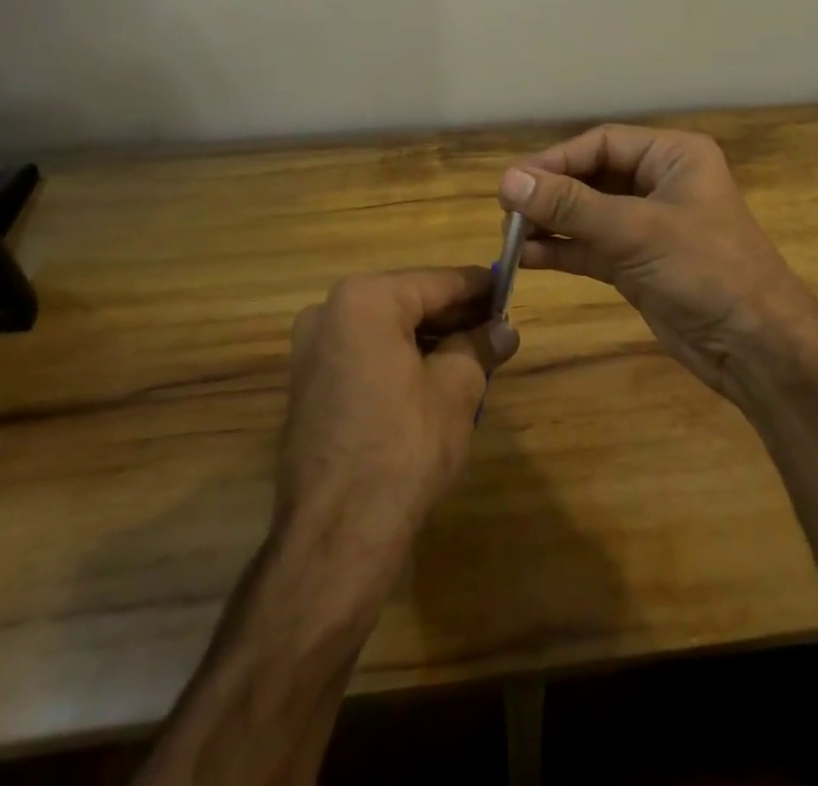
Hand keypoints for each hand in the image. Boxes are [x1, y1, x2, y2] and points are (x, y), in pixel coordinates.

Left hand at [278, 268, 518, 560]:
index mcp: (365, 300)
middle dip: (454, 315)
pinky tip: (434, 377)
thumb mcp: (456, 389)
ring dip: (429, 338)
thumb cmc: (403, 447)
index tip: (509, 290)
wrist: (337, 535)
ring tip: (473, 354)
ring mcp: (311, 349)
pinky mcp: (308, 384)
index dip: (479, 288)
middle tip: (496, 328)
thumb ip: (480, 347)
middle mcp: (329, 311)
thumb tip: (504, 329)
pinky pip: (364, 353)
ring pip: (386, 328)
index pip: (438, 282)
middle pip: (408, 301)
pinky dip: (399, 358)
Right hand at [498, 125, 817, 404]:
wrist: (757, 347)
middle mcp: (659, 183)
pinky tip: (526, 258)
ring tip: (508, 236)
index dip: (556, 160)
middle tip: (505, 210)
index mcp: (672, 156)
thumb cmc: (706, 270)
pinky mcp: (637, 263)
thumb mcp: (636, 231)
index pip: (602, 143)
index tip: (513, 182)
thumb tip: (508, 180)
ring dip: (550, 223)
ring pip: (586, 214)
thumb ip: (571, 206)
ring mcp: (647, 225)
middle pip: (591, 176)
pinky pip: (590, 247)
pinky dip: (561, 251)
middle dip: (550, 193)